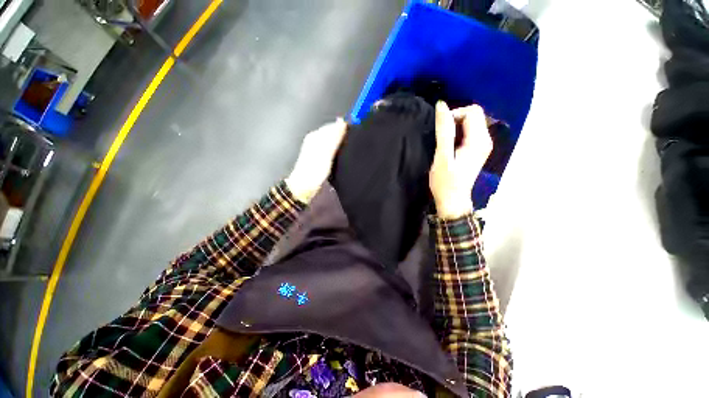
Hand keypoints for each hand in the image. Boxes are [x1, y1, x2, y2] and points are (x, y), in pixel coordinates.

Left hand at [286, 118, 347, 202]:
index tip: (356, 132)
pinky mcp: (318, 156)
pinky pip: (330, 148)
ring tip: (350, 148)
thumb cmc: (314, 170)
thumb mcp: (326, 153)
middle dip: (342, 135)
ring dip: (340, 142)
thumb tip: (342, 122)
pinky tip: (342, 154)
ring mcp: (316, 148)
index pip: (333, 126)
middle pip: (332, 132)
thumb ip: (334, 138)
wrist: (304, 187)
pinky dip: (337, 149)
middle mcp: (315, 139)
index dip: (344, 128)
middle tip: (354, 141)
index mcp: (316, 135)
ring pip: (331, 140)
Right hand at [430, 101, 492, 218]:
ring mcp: (482, 145)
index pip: (472, 111)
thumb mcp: (442, 156)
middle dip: (455, 119)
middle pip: (474, 115)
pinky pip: (469, 132)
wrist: (452, 200)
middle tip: (442, 136)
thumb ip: (443, 131)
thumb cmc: (445, 181)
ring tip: (444, 142)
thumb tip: (441, 106)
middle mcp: (485, 140)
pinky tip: (449, 146)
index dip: (454, 114)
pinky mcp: (477, 150)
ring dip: (455, 127)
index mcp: (479, 141)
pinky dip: (458, 133)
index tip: (441, 130)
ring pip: (471, 123)